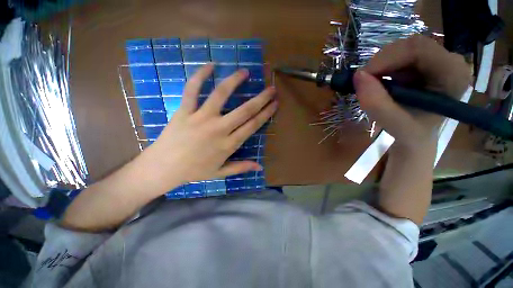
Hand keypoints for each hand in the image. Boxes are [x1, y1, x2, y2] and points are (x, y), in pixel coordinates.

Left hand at [138, 63, 276, 192]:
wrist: (163, 168)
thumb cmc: (194, 171)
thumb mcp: (220, 173)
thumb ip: (241, 168)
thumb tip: (260, 166)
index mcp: (228, 144)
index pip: (253, 125)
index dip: (266, 113)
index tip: (275, 104)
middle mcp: (218, 129)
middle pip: (245, 110)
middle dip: (261, 98)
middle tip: (271, 89)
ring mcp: (201, 118)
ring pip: (221, 95)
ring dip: (234, 81)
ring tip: (245, 71)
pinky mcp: (184, 111)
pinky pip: (192, 90)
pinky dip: (200, 76)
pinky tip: (210, 65)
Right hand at [353, 35, 471, 147]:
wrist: (417, 135)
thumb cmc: (412, 133)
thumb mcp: (394, 124)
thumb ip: (376, 103)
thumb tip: (357, 76)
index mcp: (454, 75)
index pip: (419, 49)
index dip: (386, 59)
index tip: (363, 77)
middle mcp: (451, 60)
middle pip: (410, 45)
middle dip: (382, 62)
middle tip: (365, 83)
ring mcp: (438, 59)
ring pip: (402, 48)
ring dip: (381, 66)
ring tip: (374, 86)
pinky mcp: (426, 61)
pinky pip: (399, 55)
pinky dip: (383, 68)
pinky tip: (382, 82)